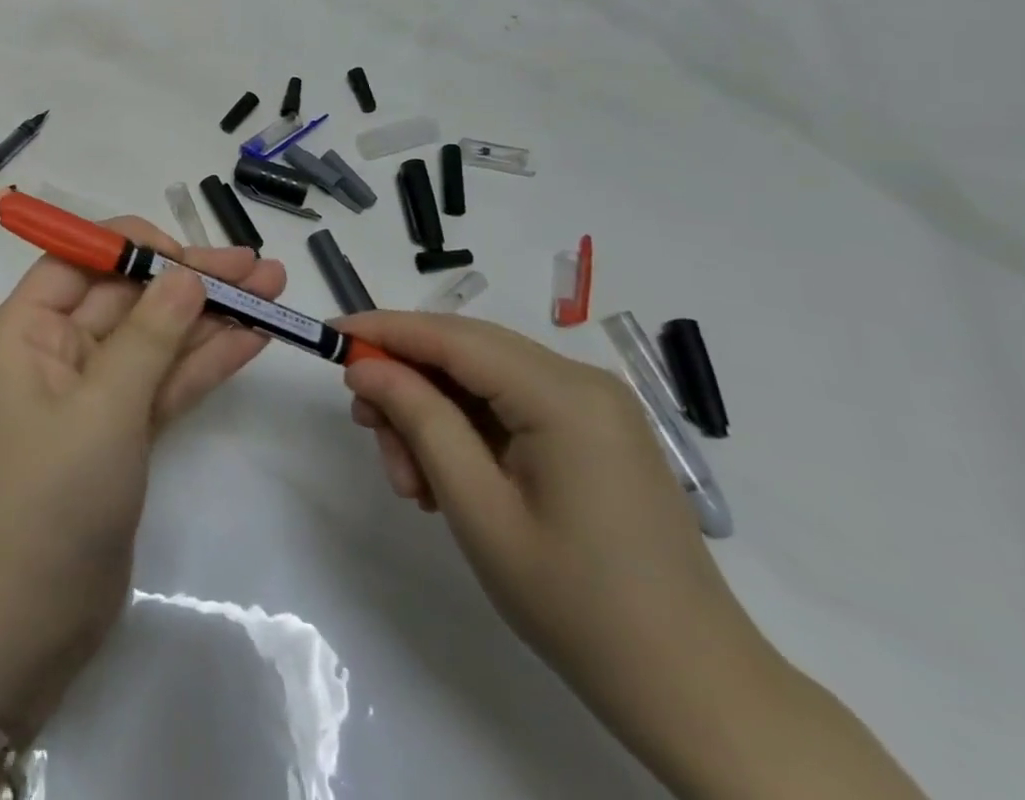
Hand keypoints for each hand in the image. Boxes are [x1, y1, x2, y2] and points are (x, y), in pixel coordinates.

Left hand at [0, 219, 279, 734]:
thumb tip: (187, 272)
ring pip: (156, 336)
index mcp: (27, 329)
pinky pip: (165, 380)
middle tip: (258, 266)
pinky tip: (254, 337)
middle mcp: (56, 348)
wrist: (35, 620)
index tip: (190, 254)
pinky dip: (206, 360)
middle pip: (128, 296)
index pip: (80, 261)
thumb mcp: (104, 407)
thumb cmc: (54, 498)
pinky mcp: (122, 426)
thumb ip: (150, 335)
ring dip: (211, 315)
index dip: (134, 248)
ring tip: (274, 288)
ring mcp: (93, 389)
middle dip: (191, 280)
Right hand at [338, 310, 785, 795]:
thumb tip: (365, 365)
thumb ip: (417, 419)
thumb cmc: (578, 604)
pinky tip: (443, 482)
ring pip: (479, 380)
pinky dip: (464, 431)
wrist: (696, 695)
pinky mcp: (592, 434)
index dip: (383, 329)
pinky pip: (507, 407)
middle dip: (405, 382)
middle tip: (366, 429)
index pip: (450, 336)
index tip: (328, 335)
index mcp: (563, 394)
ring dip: (431, 415)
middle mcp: (581, 382)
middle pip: (463, 352)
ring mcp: (592, 408)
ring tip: (409, 480)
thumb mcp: (477, 508)